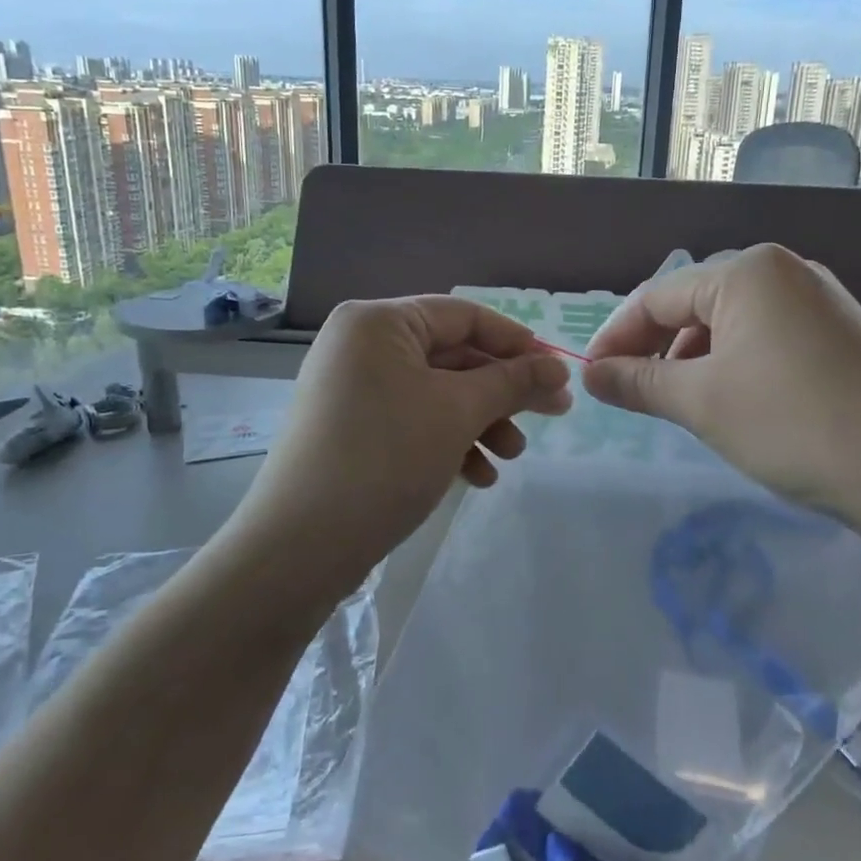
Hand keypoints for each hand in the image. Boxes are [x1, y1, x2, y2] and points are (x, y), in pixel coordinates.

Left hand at [227, 296, 572, 597]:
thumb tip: (558, 367)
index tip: (557, 373)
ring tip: (511, 457)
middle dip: (502, 392)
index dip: (516, 342)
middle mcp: (361, 346)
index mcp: (379, 322)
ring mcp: (354, 389)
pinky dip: (449, 442)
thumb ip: (512, 382)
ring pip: (436, 394)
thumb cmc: (386, 457)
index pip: (463, 316)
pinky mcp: (353, 429)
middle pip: (452, 357)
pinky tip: (477, 477)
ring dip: (481, 422)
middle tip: (552, 416)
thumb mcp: (458, 412)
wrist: (302, 544)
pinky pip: (413, 421)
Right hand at [582, 244, 860, 549]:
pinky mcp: (841, 335)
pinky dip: (735, 367)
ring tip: (684, 406)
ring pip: (731, 324)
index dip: (617, 337)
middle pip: (694, 305)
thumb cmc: (794, 424)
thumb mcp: (702, 402)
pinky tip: (736, 405)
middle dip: (657, 350)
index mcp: (747, 270)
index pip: (657, 296)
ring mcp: (820, 301)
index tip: (592, 379)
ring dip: (695, 362)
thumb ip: (638, 382)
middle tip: (634, 396)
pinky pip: (767, 339)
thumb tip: (591, 376)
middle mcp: (785, 271)